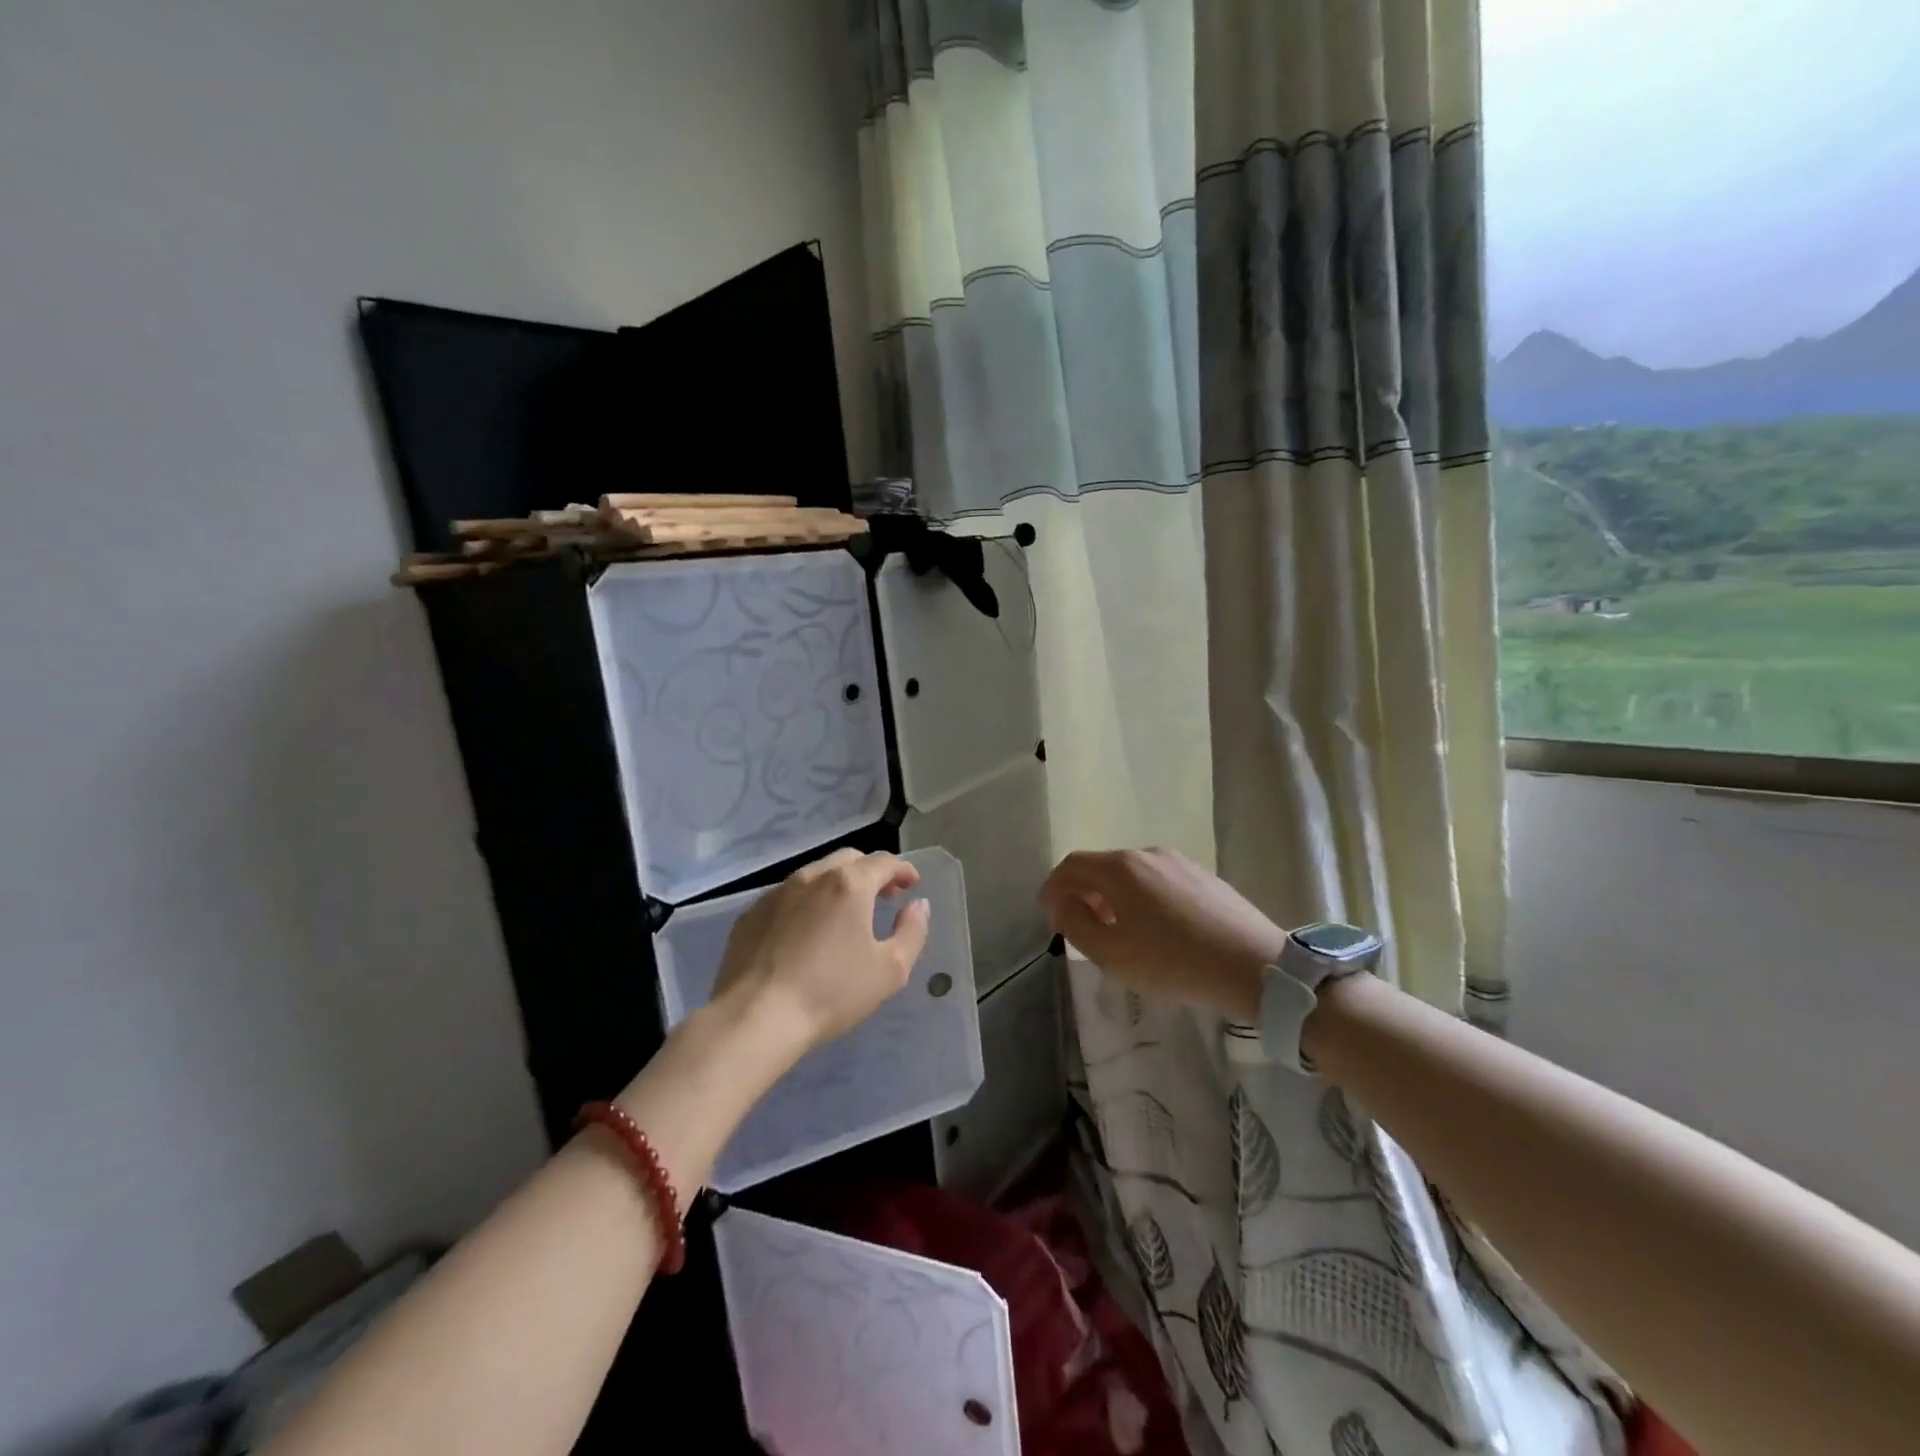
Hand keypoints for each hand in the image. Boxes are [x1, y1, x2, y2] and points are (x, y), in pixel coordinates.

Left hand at [711, 848, 931, 1060]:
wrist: (756, 1018)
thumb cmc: (831, 993)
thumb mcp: (890, 970)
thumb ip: (912, 931)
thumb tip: (918, 905)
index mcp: (849, 885)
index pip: (884, 862)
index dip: (902, 869)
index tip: (911, 884)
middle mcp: (812, 877)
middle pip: (848, 859)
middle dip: (870, 872)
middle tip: (882, 896)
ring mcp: (776, 893)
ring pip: (815, 874)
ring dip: (836, 885)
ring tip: (844, 914)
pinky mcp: (751, 914)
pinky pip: (787, 896)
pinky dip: (805, 903)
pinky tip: (805, 932)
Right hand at [1038, 849, 1286, 1018]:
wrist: (1255, 966)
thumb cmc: (1174, 962)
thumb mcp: (1112, 954)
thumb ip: (1076, 925)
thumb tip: (1062, 906)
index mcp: (1120, 868)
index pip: (1072, 866)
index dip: (1053, 888)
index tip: (1047, 914)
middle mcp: (1147, 853)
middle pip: (1101, 867)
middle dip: (1083, 894)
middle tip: (1079, 927)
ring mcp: (1179, 861)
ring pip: (1131, 874)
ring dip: (1113, 897)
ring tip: (1117, 931)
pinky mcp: (1204, 876)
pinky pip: (1158, 881)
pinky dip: (1142, 898)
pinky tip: (1154, 929)